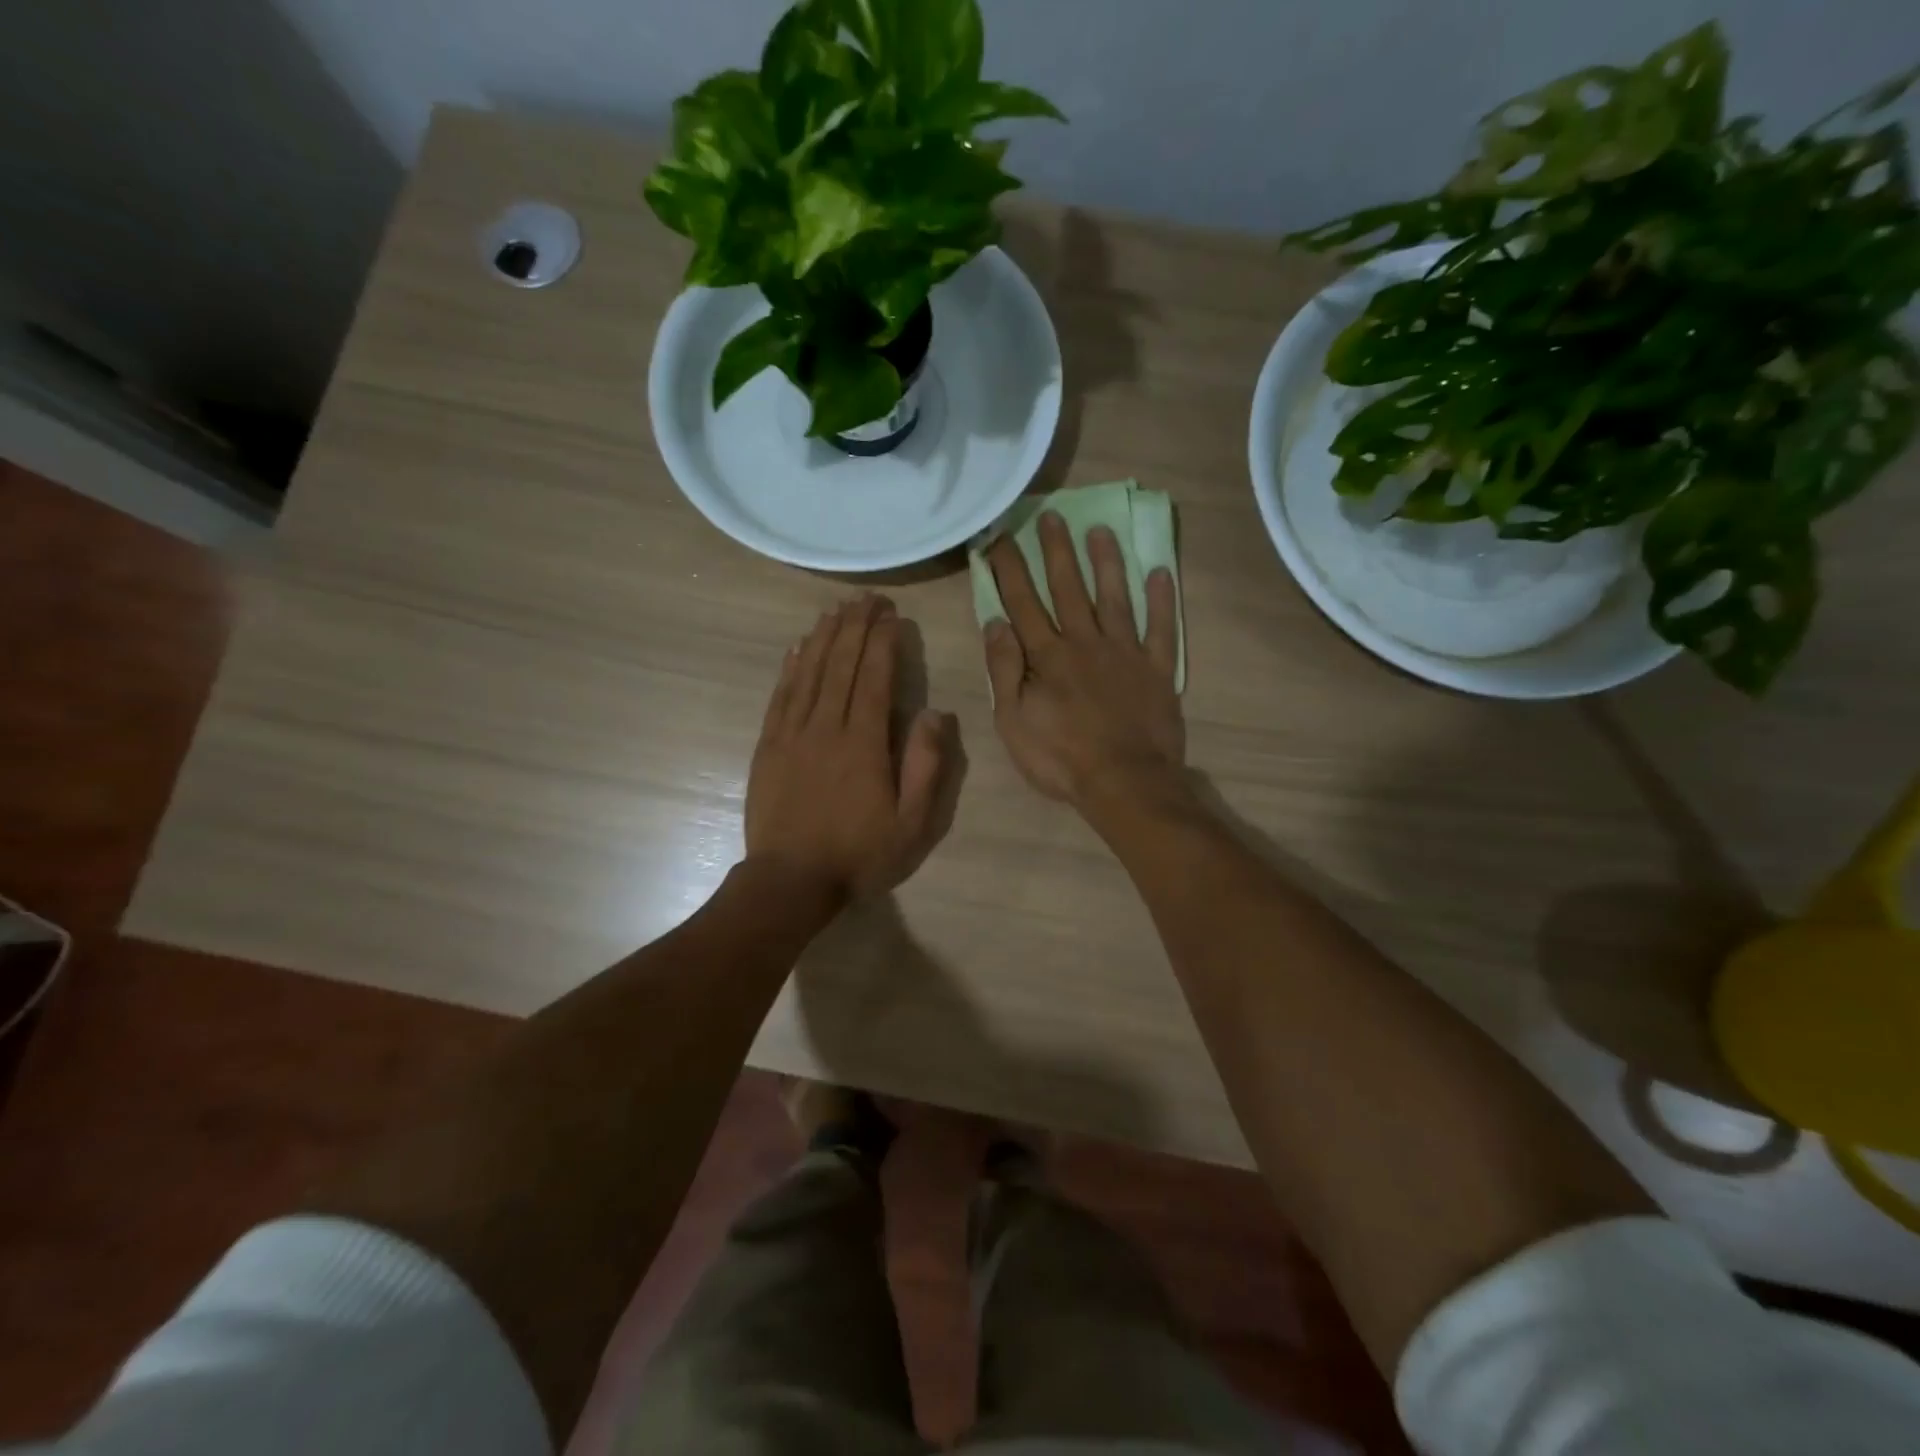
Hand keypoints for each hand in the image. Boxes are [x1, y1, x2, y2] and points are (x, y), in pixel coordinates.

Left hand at [746, 595, 954, 900]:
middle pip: (839, 664)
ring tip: (836, 610)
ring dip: (823, 637)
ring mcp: (791, 734)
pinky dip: (790, 667)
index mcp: (863, 743)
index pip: (873, 677)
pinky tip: (797, 648)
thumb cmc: (858, 855)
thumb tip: (934, 713)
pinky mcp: (768, 746)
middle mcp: (825, 727)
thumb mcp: (911, 823)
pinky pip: (780, 696)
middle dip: (855, 626)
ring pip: (808, 672)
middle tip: (867, 598)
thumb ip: (925, 766)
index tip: (892, 615)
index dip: (882, 641)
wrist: (789, 882)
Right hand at [983, 512, 1184, 808]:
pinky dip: (1162, 601)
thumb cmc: (1060, 758)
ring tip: (1100, 530)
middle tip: (1051, 515)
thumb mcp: (1014, 721)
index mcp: (1048, 656)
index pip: (1023, 602)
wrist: (1124, 782)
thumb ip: (1004, 669)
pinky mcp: (1158, 670)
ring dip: (1106, 562)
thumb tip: (994, 622)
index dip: (1010, 568)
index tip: (1000, 536)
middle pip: (1069, 588)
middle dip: (1057, 550)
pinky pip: (1162, 629)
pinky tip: (1161, 573)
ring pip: (1115, 598)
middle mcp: (1086, 643)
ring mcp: (1126, 653)